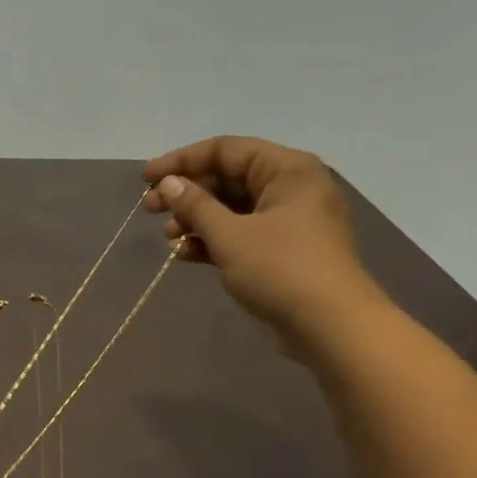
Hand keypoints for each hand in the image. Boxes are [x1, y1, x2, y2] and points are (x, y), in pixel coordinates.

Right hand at [141, 136, 388, 356]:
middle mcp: (290, 188)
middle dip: (186, 194)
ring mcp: (287, 221)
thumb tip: (168, 183)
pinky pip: (240, 234)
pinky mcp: (281, 251)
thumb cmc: (281, 269)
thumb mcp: (230, 235)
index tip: (146, 180)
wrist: (331, 327)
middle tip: (150, 209)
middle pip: (227, 178)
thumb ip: (195, 205)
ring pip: (231, 209)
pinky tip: (184, 254)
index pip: (225, 150)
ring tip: (169, 238)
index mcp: (287, 170)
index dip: (181, 161)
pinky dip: (212, 241)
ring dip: (196, 220)